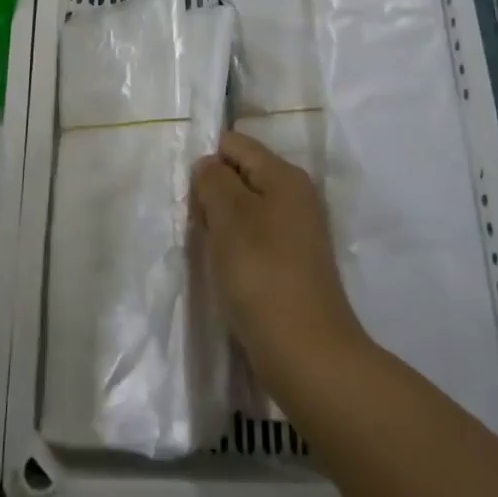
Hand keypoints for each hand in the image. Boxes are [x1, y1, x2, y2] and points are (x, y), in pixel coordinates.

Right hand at [192, 130, 366, 398]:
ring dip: (222, 226)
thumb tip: (210, 166)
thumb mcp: (228, 216)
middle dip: (213, 195)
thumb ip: (213, 180)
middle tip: (199, 226)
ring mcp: (297, 232)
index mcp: (284, 175)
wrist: (306, 353)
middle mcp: (296, 196)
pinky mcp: (293, 264)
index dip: (208, 162)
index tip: (191, 196)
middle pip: (240, 175)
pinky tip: (227, 272)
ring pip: (245, 210)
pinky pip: (254, 239)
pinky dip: (236, 250)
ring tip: (211, 252)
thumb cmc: (261, 274)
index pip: (235, 143)